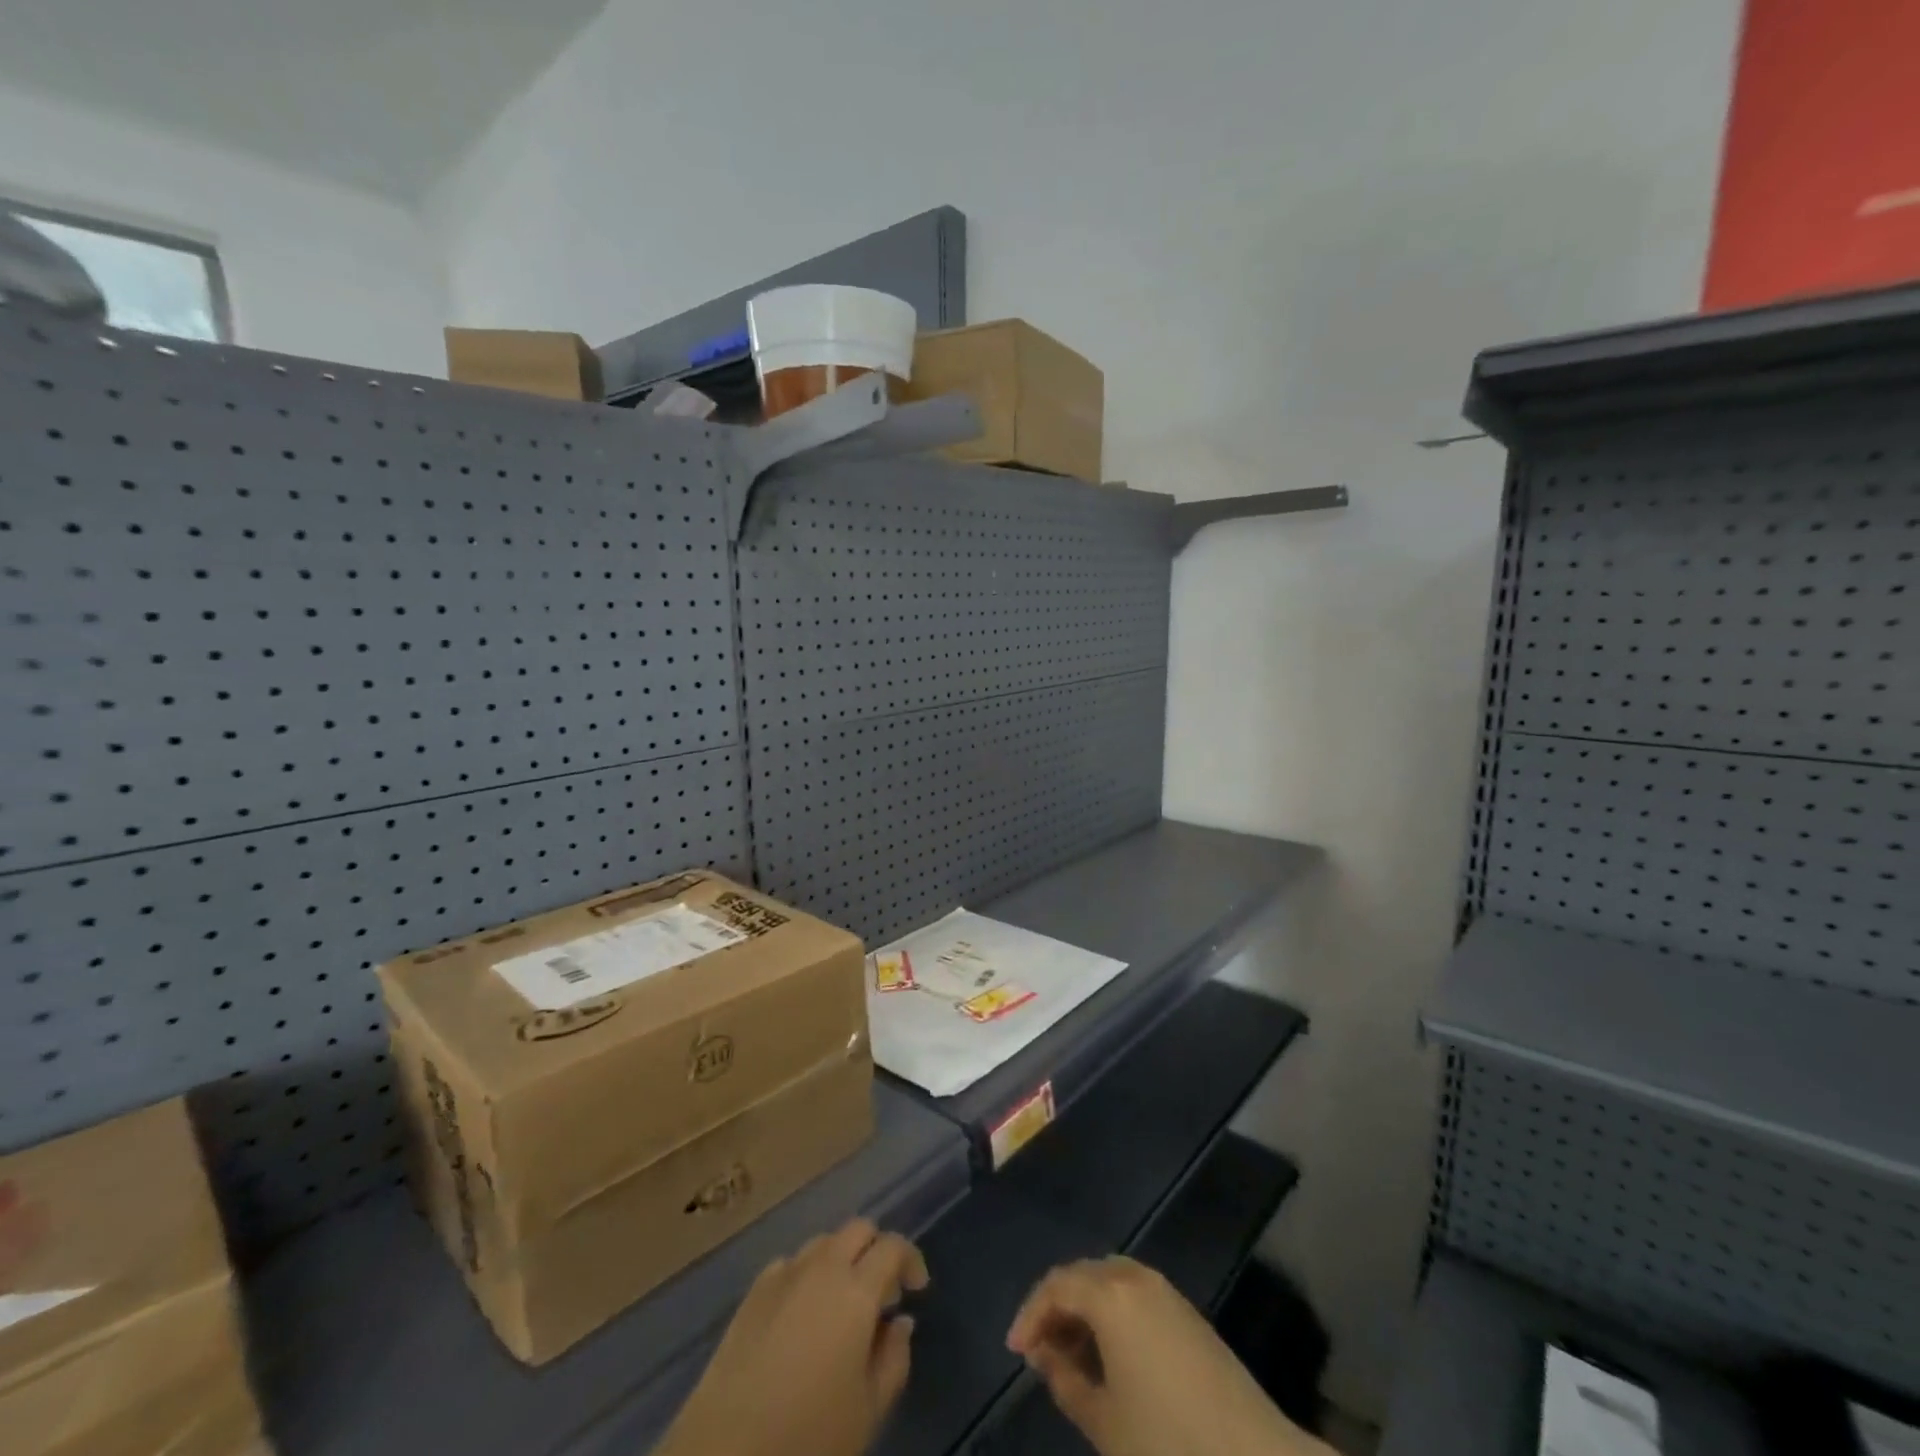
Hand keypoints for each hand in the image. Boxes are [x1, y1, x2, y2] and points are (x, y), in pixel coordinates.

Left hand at [657, 1219, 928, 1455]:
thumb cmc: (808, 1437)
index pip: (893, 1247)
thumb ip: (894, 1359)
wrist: (726, 1452)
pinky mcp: (753, 1292)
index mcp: (855, 1290)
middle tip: (883, 1294)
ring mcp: (783, 1274)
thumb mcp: (868, 1410)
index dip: (911, 1260)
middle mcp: (822, 1267)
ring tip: (844, 1304)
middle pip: (858, 1229)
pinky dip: (808, 1274)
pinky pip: (791, 1264)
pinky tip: (804, 1314)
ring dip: (843, 1259)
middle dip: (877, 1250)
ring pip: (824, 1242)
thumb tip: (900, 1322)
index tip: (917, 1289)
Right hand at [1008, 1257, 1333, 1455]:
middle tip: (1040, 1351)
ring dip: (1085, 1309)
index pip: (1056, 1286)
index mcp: (1111, 1295)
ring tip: (1072, 1355)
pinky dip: (1112, 1314)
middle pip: (1083, 1275)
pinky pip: (1134, 1294)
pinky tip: (1110, 1357)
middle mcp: (1136, 1278)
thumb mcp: (1104, 1421)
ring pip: (1110, 1281)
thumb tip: (1045, 1354)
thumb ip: (1065, 1381)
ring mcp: (1166, 1292)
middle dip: (1057, 1307)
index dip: (1030, 1315)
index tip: (1016, 1353)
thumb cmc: (1169, 1444)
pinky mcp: (1188, 1313)